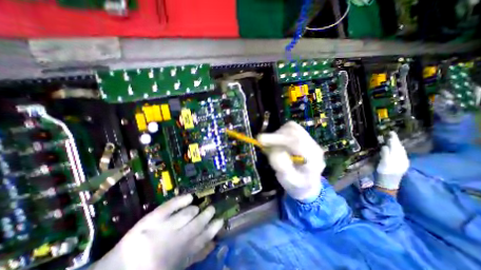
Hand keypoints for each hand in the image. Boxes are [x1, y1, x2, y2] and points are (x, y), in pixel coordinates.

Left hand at [90, 194, 223, 269]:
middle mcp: (174, 241)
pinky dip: (181, 200)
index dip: (213, 229)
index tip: (221, 220)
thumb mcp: (177, 266)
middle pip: (197, 224)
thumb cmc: (151, 268)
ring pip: (187, 214)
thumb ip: (194, 256)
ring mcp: (162, 228)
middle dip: (207, 215)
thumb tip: (213, 243)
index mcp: (180, 255)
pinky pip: (170, 206)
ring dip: (194, 210)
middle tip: (212, 208)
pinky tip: (190, 196)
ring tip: (197, 208)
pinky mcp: (152, 219)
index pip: (203, 239)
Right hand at [257, 121, 324, 200]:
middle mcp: (313, 145)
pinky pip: (291, 128)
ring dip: (278, 133)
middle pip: (294, 131)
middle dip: (276, 135)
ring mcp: (309, 140)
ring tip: (271, 144)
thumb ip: (283, 168)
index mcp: (313, 158)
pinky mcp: (304, 136)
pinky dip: (281, 132)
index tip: (260, 139)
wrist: (307, 183)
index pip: (296, 142)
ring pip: (292, 127)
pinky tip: (277, 141)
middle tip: (262, 142)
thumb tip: (274, 151)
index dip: (277, 138)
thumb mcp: (289, 182)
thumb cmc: (297, 185)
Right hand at [376, 131, 408, 189]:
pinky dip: (396, 149)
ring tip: (392, 140)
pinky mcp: (400, 164)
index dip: (394, 139)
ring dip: (396, 145)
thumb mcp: (383, 163)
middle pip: (400, 148)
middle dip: (396, 141)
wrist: (388, 183)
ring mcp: (402, 162)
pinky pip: (399, 154)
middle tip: (391, 134)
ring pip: (400, 151)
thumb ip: (385, 154)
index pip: (397, 146)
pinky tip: (394, 148)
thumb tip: (385, 146)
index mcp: (399, 158)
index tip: (391, 132)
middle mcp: (403, 159)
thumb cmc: (384, 173)